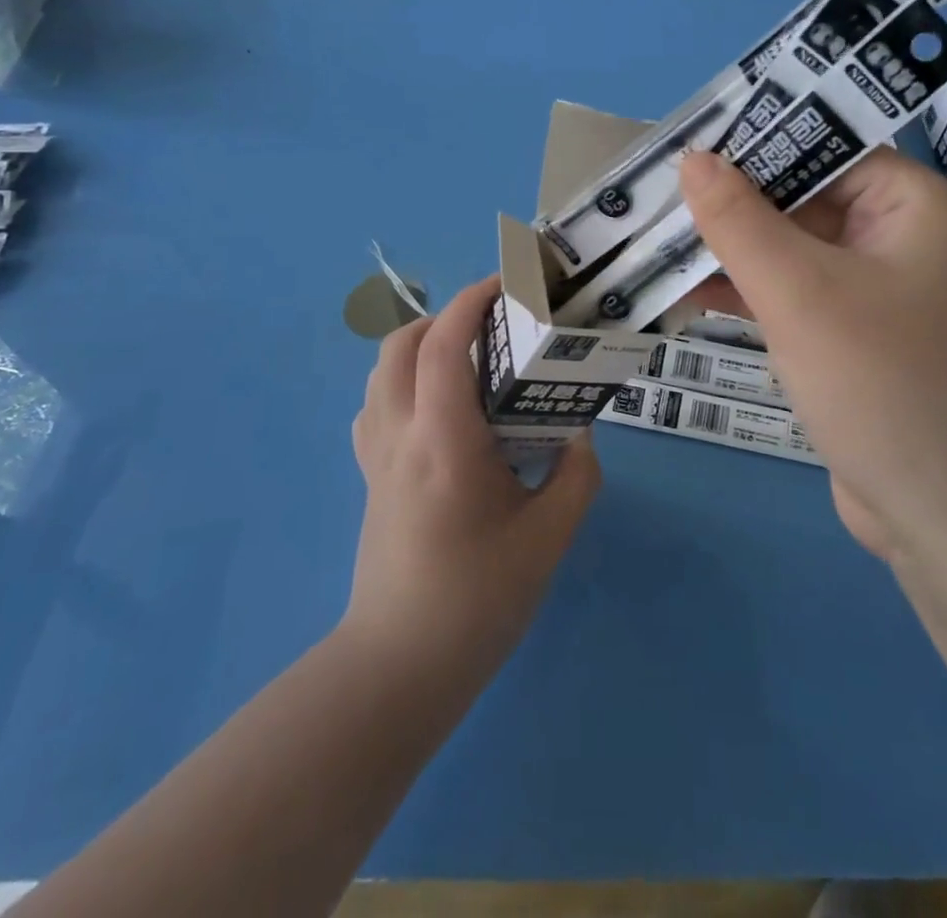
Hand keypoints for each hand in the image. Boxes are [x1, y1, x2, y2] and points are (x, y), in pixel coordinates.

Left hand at [344, 275, 600, 682]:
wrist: (400, 665)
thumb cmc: (478, 598)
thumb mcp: (549, 536)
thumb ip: (575, 474)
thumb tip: (578, 433)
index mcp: (444, 441)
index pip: (443, 346)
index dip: (471, 301)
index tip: (507, 282)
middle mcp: (400, 435)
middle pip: (400, 344)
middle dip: (444, 316)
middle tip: (492, 324)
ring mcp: (376, 456)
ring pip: (381, 371)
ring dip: (420, 346)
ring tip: (469, 361)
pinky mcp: (369, 477)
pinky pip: (376, 406)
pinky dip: (402, 382)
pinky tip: (438, 410)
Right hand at [677, 148, 946, 569]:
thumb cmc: (883, 384)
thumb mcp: (800, 292)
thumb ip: (741, 221)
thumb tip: (694, 159)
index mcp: (916, 208)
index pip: (829, 150)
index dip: (758, 146)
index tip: (689, 149)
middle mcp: (905, 242)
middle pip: (808, 202)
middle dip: (736, 205)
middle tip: (661, 197)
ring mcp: (883, 296)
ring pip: (798, 253)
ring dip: (736, 253)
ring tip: (662, 242)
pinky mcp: (860, 341)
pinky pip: (800, 298)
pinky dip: (753, 294)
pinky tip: (692, 293)